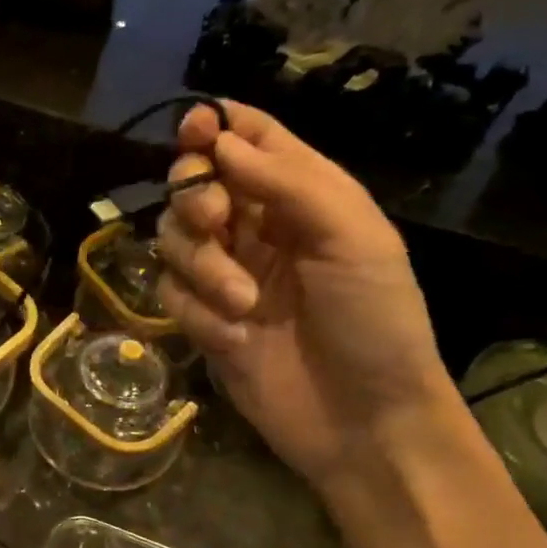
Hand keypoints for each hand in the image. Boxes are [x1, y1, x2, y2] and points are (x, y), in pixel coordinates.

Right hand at [157, 101, 459, 489]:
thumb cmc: (374, 321)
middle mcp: (256, 228)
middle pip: (194, 184)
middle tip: (217, 221)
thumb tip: (220, 140)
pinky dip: (198, 312)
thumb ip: (288, 181)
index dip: (215, 126)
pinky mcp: (202, 320)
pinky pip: (172, 294)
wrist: (363, 421)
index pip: (247, 139)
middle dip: (196, 197)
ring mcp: (225, 275)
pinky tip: (235, 338)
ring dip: (201, 266)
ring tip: (242, 303)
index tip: (194, 132)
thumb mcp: (352, 237)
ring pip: (173, 239)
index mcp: (301, 196)